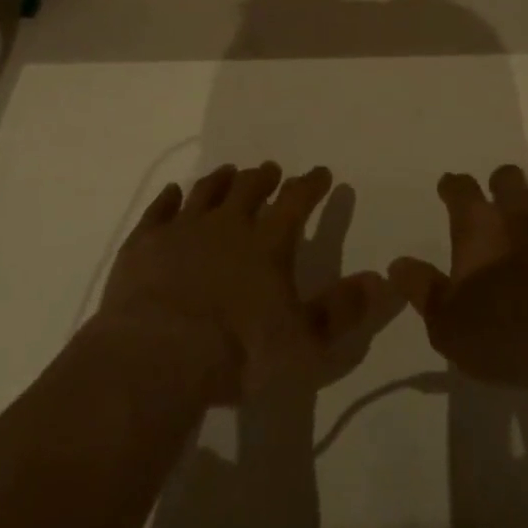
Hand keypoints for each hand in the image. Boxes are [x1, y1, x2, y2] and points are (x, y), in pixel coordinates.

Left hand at [97, 163, 388, 403]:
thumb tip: (382, 279)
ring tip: (230, 172)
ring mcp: (183, 229)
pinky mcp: (145, 243)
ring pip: (207, 191)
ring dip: (222, 180)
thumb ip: (343, 309)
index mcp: (269, 242)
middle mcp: (228, 224)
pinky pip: (160, 210)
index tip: (321, 173)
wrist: (157, 356)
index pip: (297, 200)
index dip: (312, 184)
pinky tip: (173, 193)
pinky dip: (168, 199)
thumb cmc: (239, 352)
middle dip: (265, 177)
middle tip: (271, 170)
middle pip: (250, 187)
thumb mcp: (304, 341)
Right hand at [389, 166, 527, 391]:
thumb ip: (423, 290)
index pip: (460, 188)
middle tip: (497, 206)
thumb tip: (397, 264)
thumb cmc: (505, 335)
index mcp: (479, 224)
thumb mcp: (448, 325)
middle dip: (500, 185)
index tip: (449, 189)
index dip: (452, 186)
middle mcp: (520, 212)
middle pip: (508, 177)